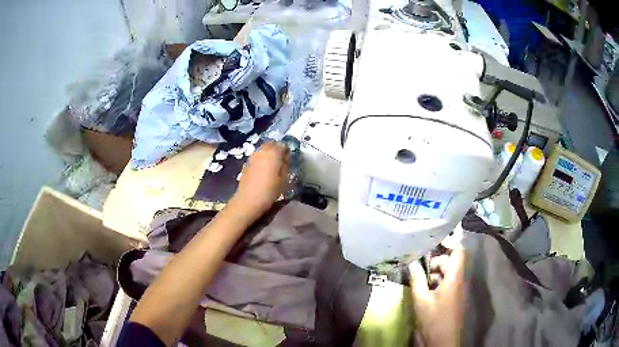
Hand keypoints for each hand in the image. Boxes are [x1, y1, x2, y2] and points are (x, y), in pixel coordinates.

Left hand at [231, 141, 289, 218]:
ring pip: (262, 150)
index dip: (287, 151)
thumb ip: (286, 166)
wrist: (248, 200)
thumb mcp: (284, 180)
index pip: (283, 145)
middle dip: (276, 149)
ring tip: (272, 166)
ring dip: (268, 154)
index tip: (288, 160)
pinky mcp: (246, 164)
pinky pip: (256, 157)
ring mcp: (252, 157)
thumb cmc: (270, 191)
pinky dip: (261, 160)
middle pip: (271, 144)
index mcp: (273, 153)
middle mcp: (262, 151)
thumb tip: (285, 160)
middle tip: (280, 161)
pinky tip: (262, 171)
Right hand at [409, 249, 465, 346]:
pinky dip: (437, 281)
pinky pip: (448, 282)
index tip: (433, 241)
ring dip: (435, 272)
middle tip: (420, 266)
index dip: (449, 242)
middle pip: (451, 261)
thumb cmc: (433, 320)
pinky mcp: (454, 297)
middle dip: (436, 260)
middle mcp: (459, 280)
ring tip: (420, 279)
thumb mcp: (421, 300)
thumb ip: (417, 279)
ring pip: (448, 272)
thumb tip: (411, 261)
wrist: (443, 341)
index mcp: (454, 278)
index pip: (458, 251)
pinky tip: (425, 289)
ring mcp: (457, 289)